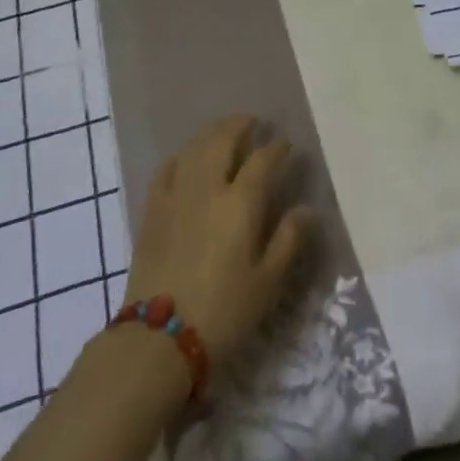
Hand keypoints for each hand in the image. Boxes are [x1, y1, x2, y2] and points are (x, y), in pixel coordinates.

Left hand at [122, 115, 316, 371]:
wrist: (159, 338)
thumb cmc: (223, 312)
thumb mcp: (267, 284)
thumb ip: (289, 241)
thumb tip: (308, 210)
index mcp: (240, 203)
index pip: (263, 161)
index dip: (277, 148)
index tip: (287, 144)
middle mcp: (207, 188)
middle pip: (222, 140)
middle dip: (240, 125)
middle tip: (253, 122)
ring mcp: (176, 196)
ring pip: (194, 148)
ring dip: (211, 133)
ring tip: (223, 131)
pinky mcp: (152, 211)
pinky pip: (166, 169)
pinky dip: (180, 156)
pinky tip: (185, 159)